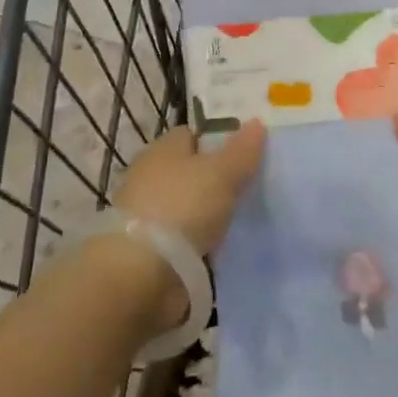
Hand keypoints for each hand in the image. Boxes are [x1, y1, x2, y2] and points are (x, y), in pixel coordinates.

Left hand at [102, 122, 264, 332]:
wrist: (140, 274)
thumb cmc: (181, 207)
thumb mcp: (221, 173)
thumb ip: (242, 150)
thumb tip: (257, 122)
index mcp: (163, 150)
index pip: (193, 135)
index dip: (219, 139)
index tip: (247, 152)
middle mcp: (152, 177)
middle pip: (192, 170)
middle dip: (217, 178)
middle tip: (253, 186)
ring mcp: (150, 215)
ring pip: (190, 205)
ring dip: (210, 213)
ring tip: (246, 218)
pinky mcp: (152, 251)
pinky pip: (186, 238)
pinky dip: (202, 242)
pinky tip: (225, 247)